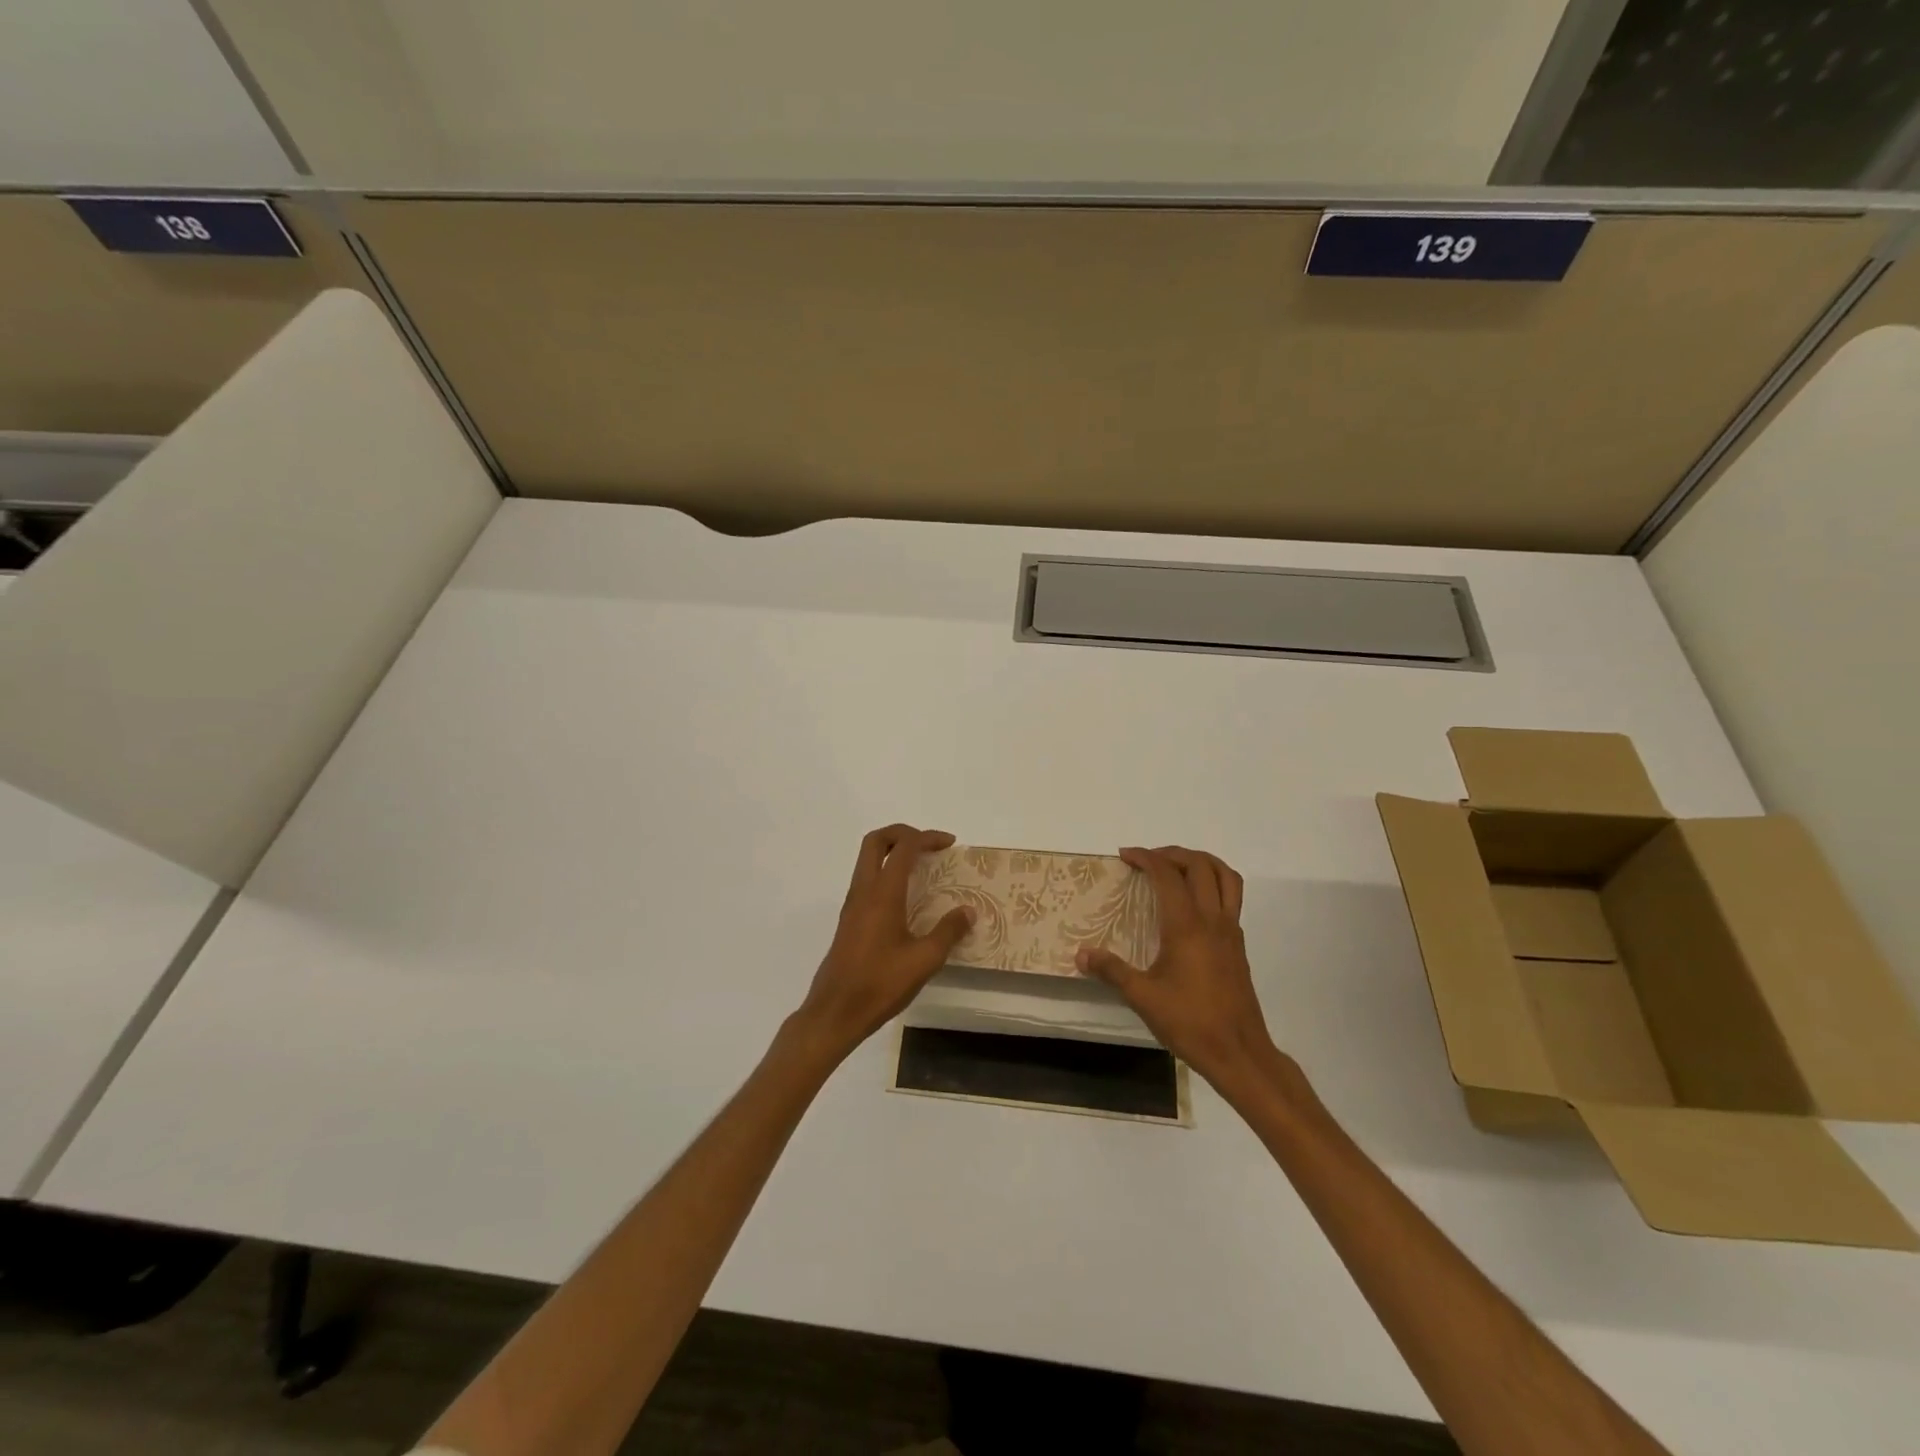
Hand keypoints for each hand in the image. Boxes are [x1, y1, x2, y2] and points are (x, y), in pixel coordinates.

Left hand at [793, 824, 973, 1059]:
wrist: (835, 1012)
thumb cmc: (880, 984)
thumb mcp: (924, 960)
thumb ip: (948, 932)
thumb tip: (967, 912)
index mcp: (882, 894)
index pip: (904, 848)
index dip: (928, 838)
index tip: (950, 844)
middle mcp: (863, 891)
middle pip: (876, 841)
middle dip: (903, 833)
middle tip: (929, 844)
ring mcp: (852, 905)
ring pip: (867, 859)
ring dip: (892, 852)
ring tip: (921, 867)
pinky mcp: (849, 920)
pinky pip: (866, 879)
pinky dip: (885, 872)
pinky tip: (905, 897)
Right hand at [1076, 846, 1279, 1092]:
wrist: (1240, 1053)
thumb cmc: (1190, 1022)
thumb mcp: (1143, 998)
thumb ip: (1111, 971)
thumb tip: (1081, 954)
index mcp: (1187, 926)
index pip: (1167, 875)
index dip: (1146, 858)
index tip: (1125, 856)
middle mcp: (1212, 920)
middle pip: (1200, 866)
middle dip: (1172, 854)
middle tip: (1147, 860)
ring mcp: (1230, 931)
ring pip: (1226, 877)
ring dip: (1201, 862)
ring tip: (1177, 867)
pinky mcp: (1239, 945)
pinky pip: (1232, 897)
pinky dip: (1214, 884)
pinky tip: (1193, 904)